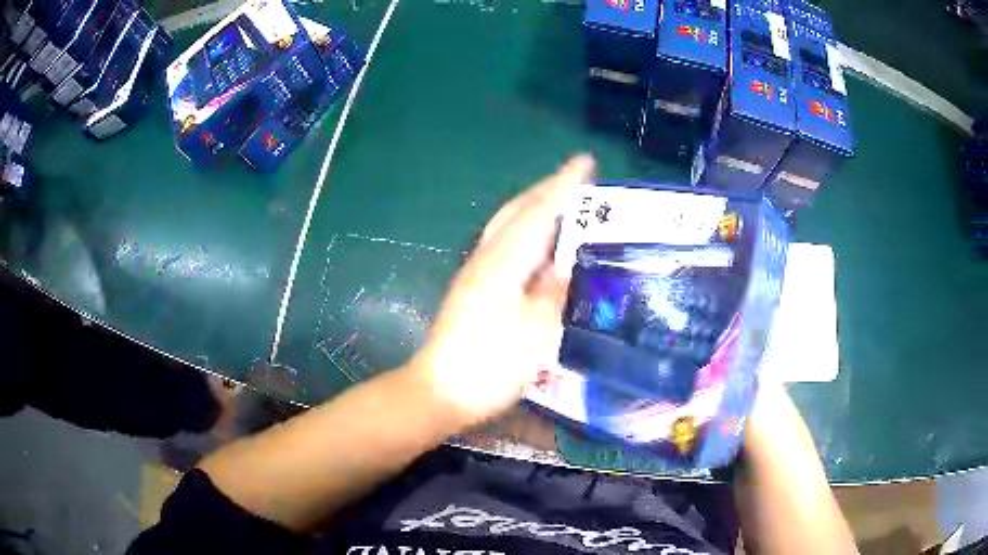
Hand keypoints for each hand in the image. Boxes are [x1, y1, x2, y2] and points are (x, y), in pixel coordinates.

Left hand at [404, 155, 595, 426]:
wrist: (440, 391)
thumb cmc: (489, 366)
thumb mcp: (535, 333)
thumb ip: (553, 294)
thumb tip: (563, 269)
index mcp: (503, 262)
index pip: (539, 212)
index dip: (564, 186)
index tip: (585, 162)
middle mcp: (487, 258)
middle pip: (518, 211)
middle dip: (548, 189)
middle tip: (578, 179)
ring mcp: (477, 273)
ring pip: (510, 226)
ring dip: (537, 207)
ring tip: (566, 204)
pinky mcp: (475, 289)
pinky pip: (506, 245)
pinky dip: (529, 232)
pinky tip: (541, 246)